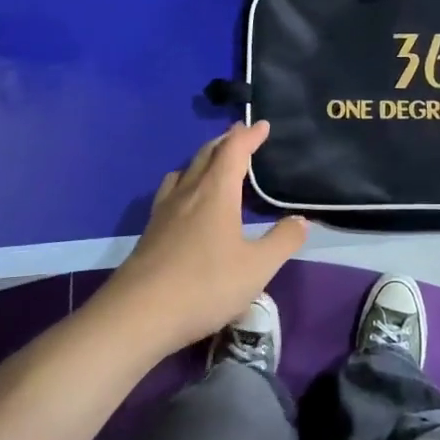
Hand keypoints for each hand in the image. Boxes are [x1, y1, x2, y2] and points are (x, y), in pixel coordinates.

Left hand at [104, 121, 308, 354]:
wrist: (138, 315)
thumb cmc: (204, 285)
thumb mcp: (257, 268)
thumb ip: (283, 241)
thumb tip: (301, 220)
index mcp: (216, 193)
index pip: (234, 151)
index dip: (249, 136)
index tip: (262, 125)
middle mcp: (188, 193)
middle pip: (206, 155)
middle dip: (226, 141)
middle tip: (240, 133)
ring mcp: (164, 212)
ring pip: (184, 171)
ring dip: (203, 159)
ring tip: (213, 162)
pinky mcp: (150, 232)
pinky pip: (170, 191)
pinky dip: (185, 182)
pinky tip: (185, 201)